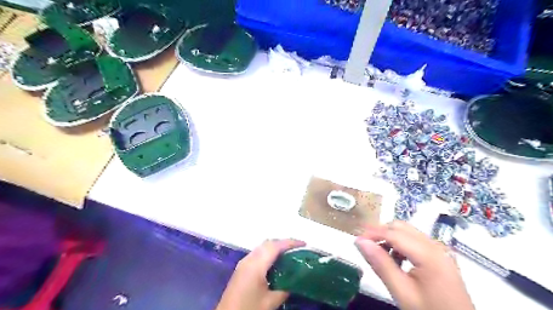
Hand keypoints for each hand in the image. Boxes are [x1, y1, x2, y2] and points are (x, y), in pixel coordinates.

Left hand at [215, 241, 303, 309]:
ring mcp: (244, 262)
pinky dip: (269, 253)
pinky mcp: (241, 267)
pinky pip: (258, 253)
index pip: (275, 246)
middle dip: (283, 243)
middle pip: (268, 243)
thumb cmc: (248, 309)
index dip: (290, 242)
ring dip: (276, 247)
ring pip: (262, 247)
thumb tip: (295, 281)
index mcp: (256, 265)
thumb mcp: (270, 302)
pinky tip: (275, 262)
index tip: (304, 244)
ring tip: (289, 253)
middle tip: (298, 248)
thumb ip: (284, 289)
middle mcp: (249, 259)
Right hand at [359, 221, 475, 309]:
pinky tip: (395, 259)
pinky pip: (415, 241)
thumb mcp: (402, 292)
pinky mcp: (439, 256)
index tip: (355, 240)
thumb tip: (360, 242)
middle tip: (365, 246)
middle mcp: (435, 245)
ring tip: (378, 254)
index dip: (372, 233)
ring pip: (407, 232)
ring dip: (390, 238)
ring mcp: (439, 250)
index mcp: (428, 254)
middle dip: (380, 232)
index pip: (394, 233)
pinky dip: (400, 244)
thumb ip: (381, 265)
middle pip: (401, 227)